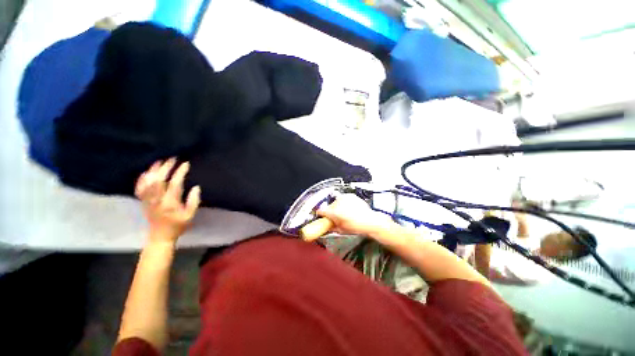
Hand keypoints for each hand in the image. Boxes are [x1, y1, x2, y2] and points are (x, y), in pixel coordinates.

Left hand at [135, 158, 200, 243]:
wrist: (160, 236)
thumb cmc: (178, 225)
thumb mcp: (190, 215)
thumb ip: (194, 201)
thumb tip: (196, 187)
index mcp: (170, 203)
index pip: (175, 184)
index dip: (180, 172)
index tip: (186, 164)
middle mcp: (157, 200)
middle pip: (158, 180)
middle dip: (166, 167)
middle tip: (173, 159)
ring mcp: (147, 200)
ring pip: (147, 182)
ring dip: (153, 170)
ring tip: (160, 161)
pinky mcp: (143, 201)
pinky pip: (139, 188)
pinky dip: (142, 179)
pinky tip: (146, 172)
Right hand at [315, 194, 394, 237]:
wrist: (369, 221)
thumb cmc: (356, 226)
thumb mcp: (341, 230)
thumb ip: (331, 227)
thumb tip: (326, 227)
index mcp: (333, 212)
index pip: (321, 211)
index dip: (320, 214)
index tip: (321, 216)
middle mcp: (337, 203)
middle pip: (329, 206)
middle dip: (331, 211)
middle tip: (335, 217)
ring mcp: (344, 198)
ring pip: (336, 202)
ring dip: (337, 206)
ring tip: (344, 213)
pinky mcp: (350, 195)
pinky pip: (343, 199)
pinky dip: (344, 203)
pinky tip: (349, 208)